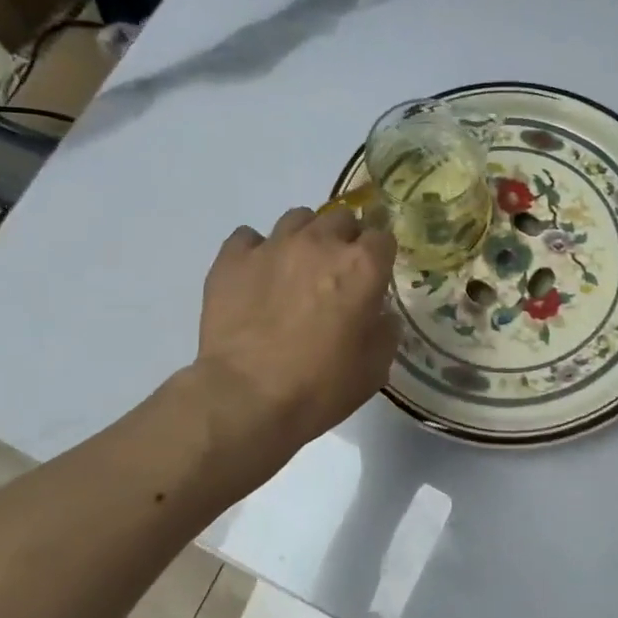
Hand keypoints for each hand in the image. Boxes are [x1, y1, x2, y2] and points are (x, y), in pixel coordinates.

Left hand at [195, 206, 400, 458]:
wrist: (246, 399)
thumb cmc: (319, 388)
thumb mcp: (374, 368)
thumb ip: (385, 330)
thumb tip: (380, 313)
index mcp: (361, 267)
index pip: (382, 237)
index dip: (379, 256)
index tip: (374, 277)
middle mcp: (320, 243)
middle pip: (341, 218)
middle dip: (344, 240)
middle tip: (336, 273)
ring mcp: (273, 246)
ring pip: (297, 218)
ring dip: (304, 237)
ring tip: (296, 268)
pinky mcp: (232, 259)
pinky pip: (248, 237)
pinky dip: (257, 250)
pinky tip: (256, 275)